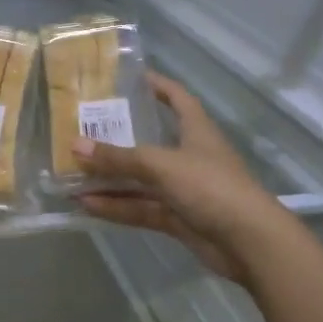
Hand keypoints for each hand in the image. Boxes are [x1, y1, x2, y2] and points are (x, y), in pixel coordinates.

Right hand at [74, 71, 285, 283]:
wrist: (250, 243)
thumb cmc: (211, 187)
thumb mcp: (161, 165)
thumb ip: (118, 158)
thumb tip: (75, 145)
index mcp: (196, 131)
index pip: (177, 98)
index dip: (157, 85)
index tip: (129, 77)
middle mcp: (189, 156)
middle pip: (150, 141)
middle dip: (118, 137)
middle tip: (83, 128)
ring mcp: (183, 189)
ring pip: (140, 179)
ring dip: (110, 179)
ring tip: (72, 174)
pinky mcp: (178, 218)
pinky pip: (140, 207)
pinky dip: (116, 206)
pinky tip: (87, 205)